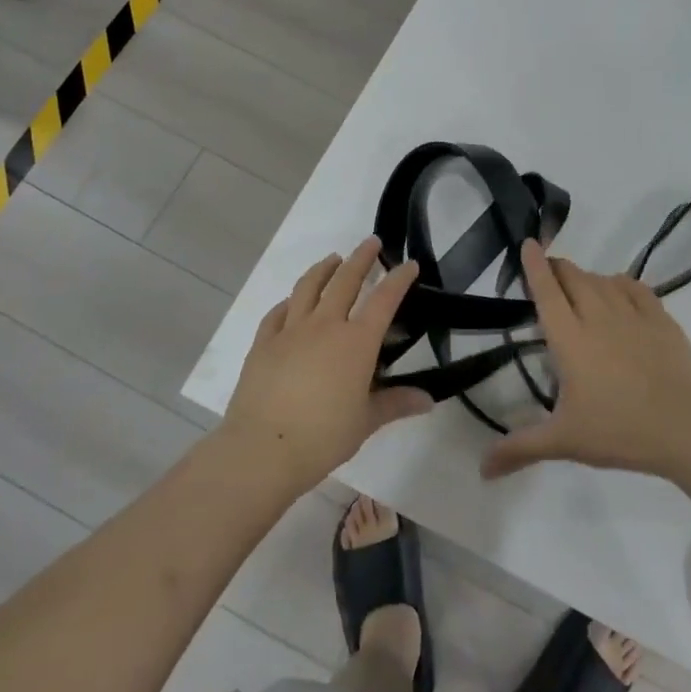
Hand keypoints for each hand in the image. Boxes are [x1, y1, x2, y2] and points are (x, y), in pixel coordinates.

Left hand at [223, 238, 429, 489]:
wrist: (262, 449)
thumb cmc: (323, 436)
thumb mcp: (366, 421)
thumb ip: (396, 403)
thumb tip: (428, 400)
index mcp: (356, 342)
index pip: (384, 300)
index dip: (399, 279)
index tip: (409, 264)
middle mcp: (325, 325)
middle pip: (345, 281)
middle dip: (361, 258)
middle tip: (371, 243)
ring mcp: (291, 330)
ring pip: (309, 287)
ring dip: (324, 269)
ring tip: (333, 260)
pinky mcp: (263, 342)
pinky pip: (278, 312)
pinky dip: (289, 300)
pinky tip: (292, 301)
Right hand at [481, 240, 690, 481]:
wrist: (688, 425)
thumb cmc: (620, 430)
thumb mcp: (565, 441)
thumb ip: (520, 448)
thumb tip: (480, 470)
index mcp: (570, 338)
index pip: (546, 291)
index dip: (535, 265)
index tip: (528, 243)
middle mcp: (598, 316)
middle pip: (574, 277)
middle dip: (558, 268)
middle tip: (549, 273)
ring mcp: (632, 314)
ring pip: (602, 279)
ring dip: (586, 277)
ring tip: (580, 286)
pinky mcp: (661, 319)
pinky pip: (635, 287)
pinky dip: (620, 283)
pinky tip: (618, 290)